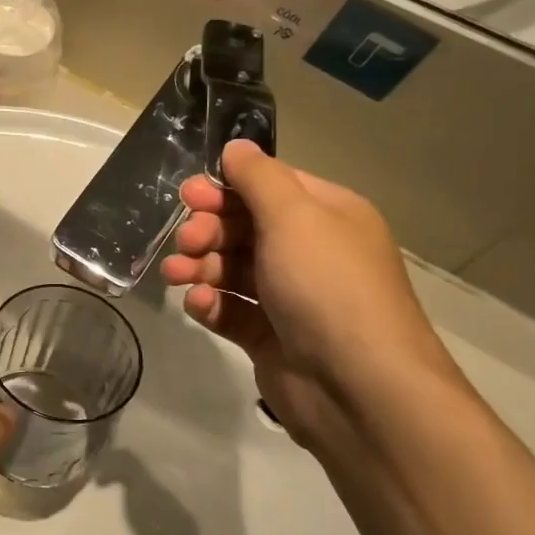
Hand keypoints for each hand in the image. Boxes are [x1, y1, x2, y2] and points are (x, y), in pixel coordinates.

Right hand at [159, 141, 465, 460]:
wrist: (357, 387)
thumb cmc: (327, 287)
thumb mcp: (294, 217)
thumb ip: (259, 178)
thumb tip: (236, 147)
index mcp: (327, 216)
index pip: (270, 187)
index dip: (227, 188)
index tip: (188, 195)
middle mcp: (310, 252)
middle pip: (245, 227)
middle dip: (209, 231)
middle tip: (187, 241)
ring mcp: (290, 297)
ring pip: (232, 269)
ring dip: (200, 266)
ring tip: (177, 275)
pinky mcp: (269, 336)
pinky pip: (231, 310)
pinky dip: (210, 304)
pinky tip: (198, 305)